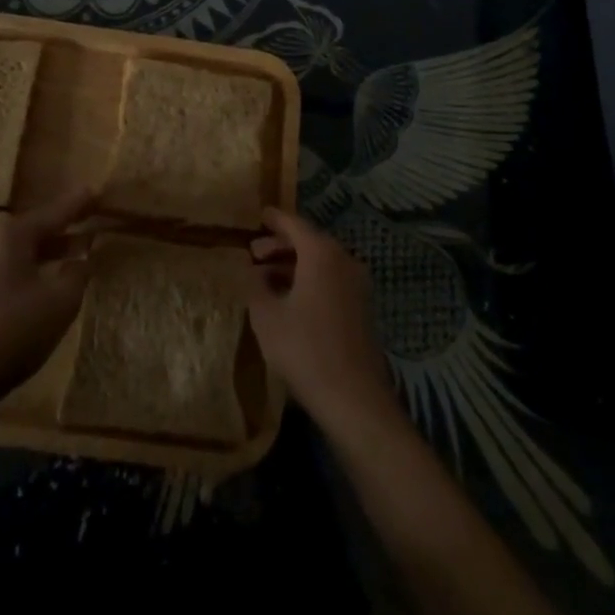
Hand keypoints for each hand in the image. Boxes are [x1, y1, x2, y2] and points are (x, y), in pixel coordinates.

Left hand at [0, 189, 96, 403]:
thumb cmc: (12, 329)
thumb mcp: (60, 300)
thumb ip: (78, 273)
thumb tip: (84, 257)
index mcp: (14, 233)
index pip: (57, 211)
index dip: (81, 203)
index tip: (99, 190)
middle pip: (40, 229)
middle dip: (69, 227)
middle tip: (95, 219)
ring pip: (29, 252)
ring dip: (56, 252)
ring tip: (84, 251)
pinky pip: (19, 271)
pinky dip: (41, 270)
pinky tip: (56, 282)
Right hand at [245, 208, 397, 427]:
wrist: (355, 399)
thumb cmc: (305, 350)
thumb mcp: (267, 316)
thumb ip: (255, 285)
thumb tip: (252, 271)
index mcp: (321, 253)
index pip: (294, 224)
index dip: (274, 219)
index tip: (259, 214)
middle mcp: (343, 259)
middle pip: (309, 241)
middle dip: (280, 246)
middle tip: (254, 254)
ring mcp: (357, 284)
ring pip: (320, 262)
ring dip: (293, 265)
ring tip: (266, 279)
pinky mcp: (362, 308)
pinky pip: (331, 280)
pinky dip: (309, 280)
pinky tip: (290, 300)